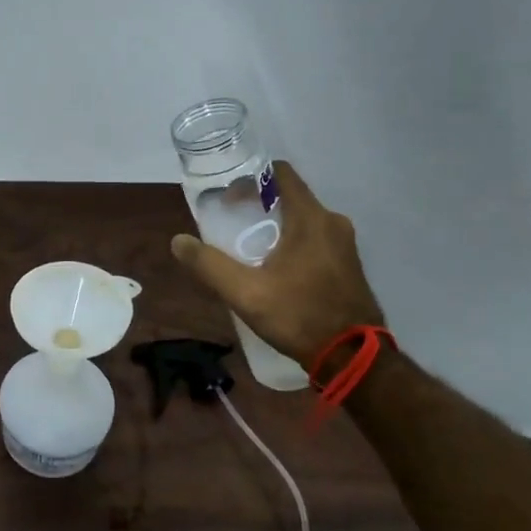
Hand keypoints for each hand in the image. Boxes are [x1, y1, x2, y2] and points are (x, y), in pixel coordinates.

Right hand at [170, 161, 383, 365]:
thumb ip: (209, 264)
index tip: (227, 196)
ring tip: (248, 247)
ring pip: (304, 219)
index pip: (281, 173)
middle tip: (230, 222)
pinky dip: (293, 241)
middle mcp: (333, 222)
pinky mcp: (348, 264)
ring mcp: (345, 244)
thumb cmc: (298, 316)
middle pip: (291, 196)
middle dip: (258, 204)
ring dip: (276, 224)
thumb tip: (178, 241)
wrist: (352, 357)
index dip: (251, 177)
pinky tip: (275, 268)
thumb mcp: (245, 293)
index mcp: (310, 218)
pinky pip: (316, 238)